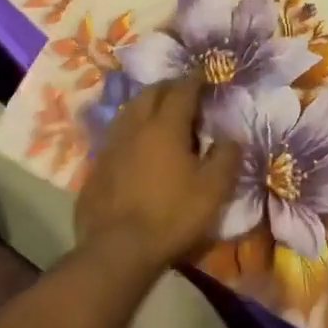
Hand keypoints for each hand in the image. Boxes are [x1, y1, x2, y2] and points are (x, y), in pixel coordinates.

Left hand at [75, 76, 239, 279]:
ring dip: (146, 105)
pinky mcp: (96, 168)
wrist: (117, 251)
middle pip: (151, 93)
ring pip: (129, 111)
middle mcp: (135, 127)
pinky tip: (137, 146)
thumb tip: (232, 137)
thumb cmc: (172, 216)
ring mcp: (111, 146)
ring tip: (160, 114)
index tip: (206, 75)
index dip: (195, 80)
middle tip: (184, 91)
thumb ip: (226, 157)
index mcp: (166, 126)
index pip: (182, 90)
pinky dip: (131, 131)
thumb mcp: (213, 190)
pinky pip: (116, 136)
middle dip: (169, 86)